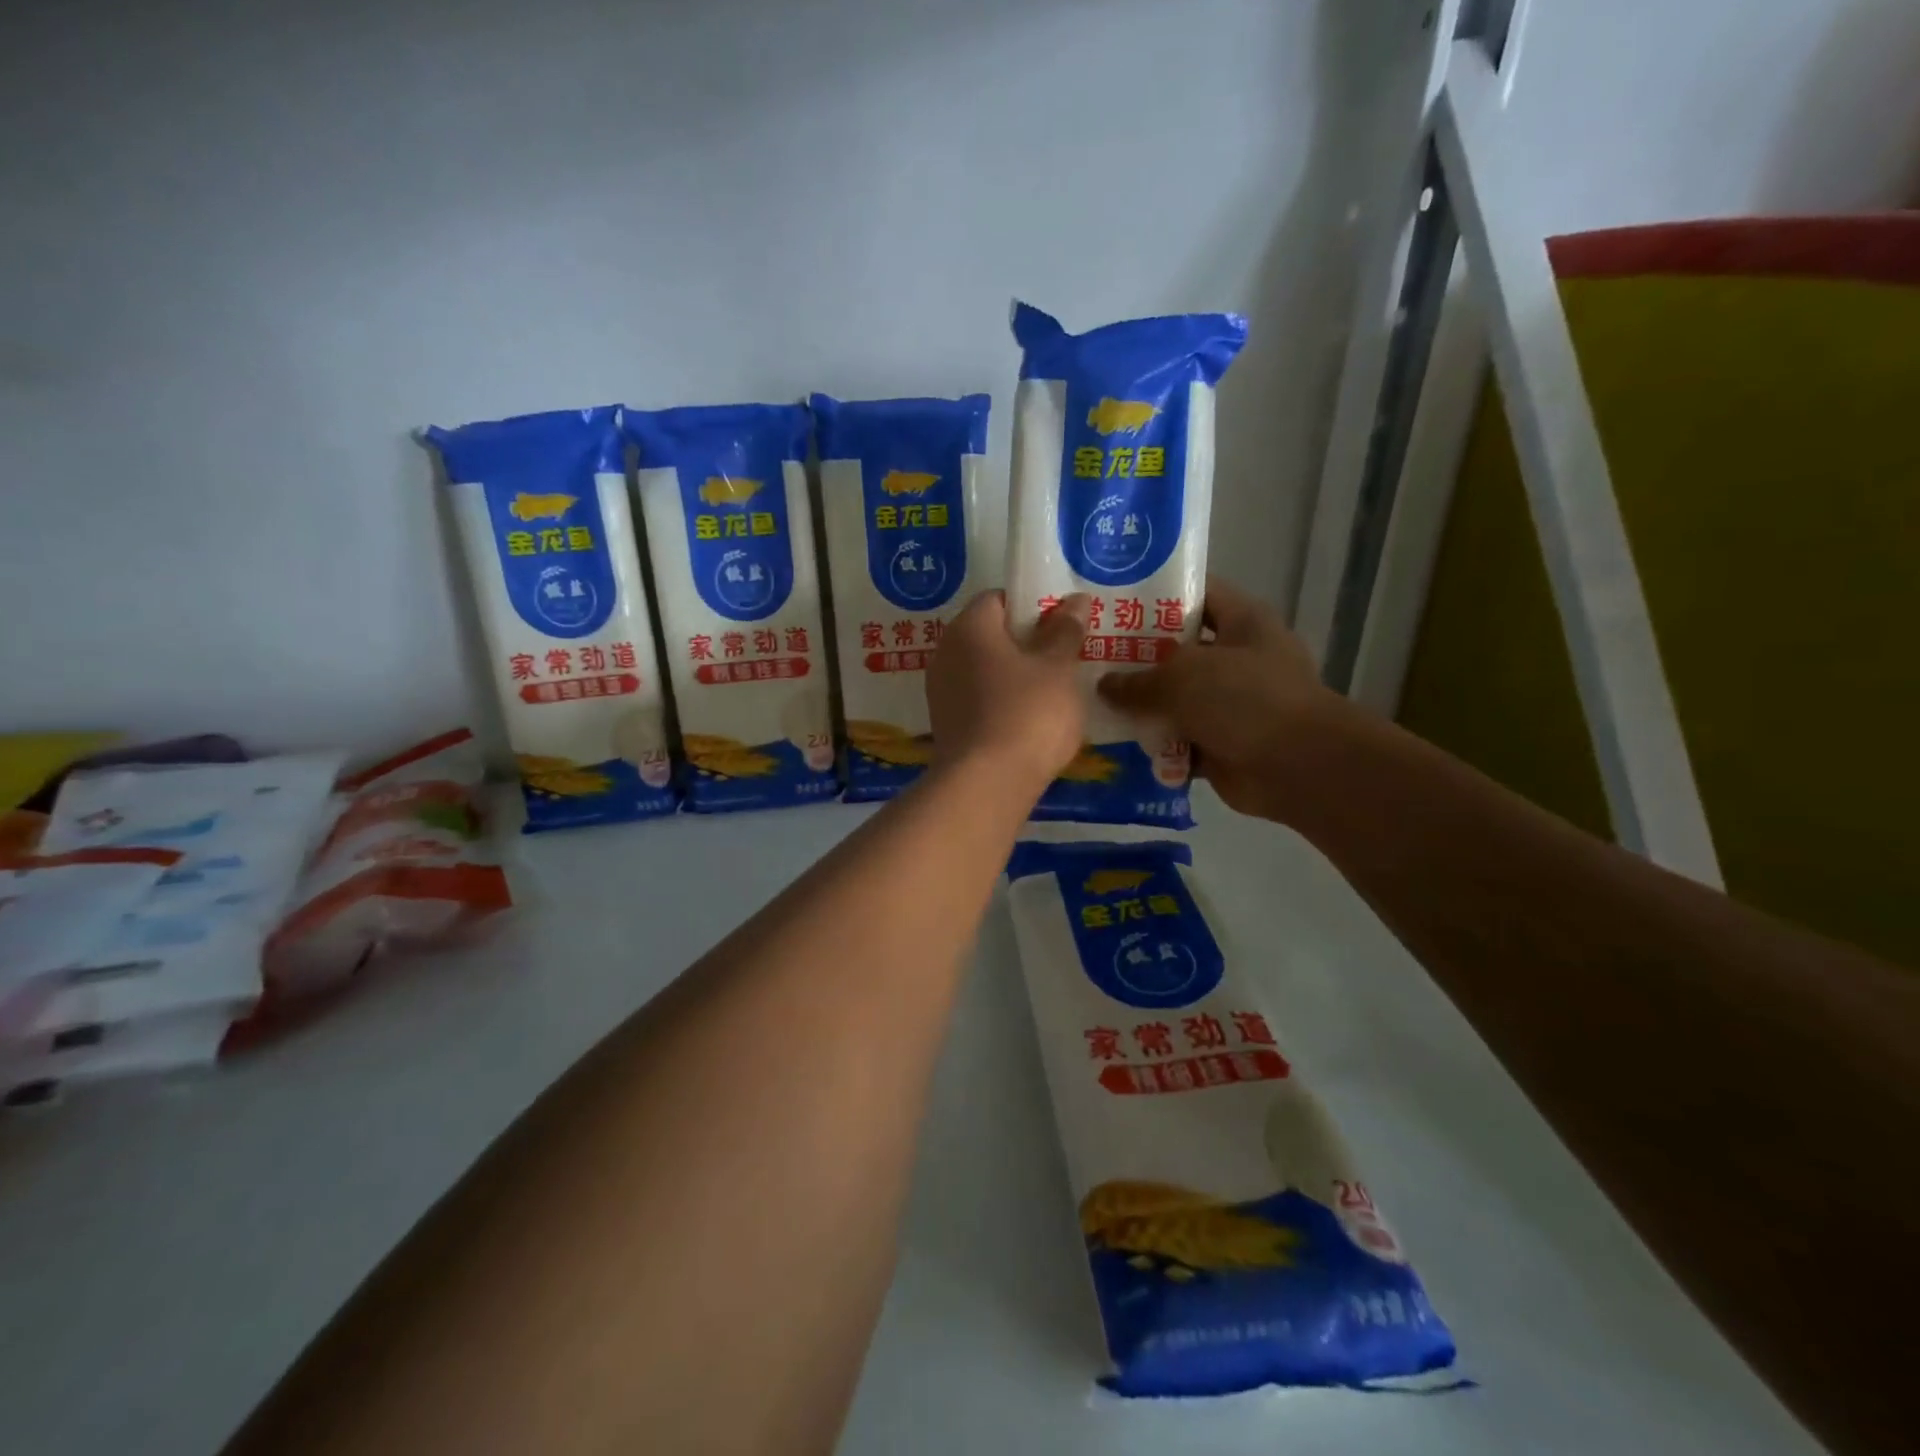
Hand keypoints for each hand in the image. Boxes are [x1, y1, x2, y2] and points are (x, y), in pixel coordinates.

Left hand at [927, 590, 1090, 793]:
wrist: (987, 784)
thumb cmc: (1027, 713)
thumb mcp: (1058, 668)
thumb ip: (1065, 631)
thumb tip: (1073, 601)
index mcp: (968, 627)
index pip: (999, 599)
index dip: (1033, 607)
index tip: (1062, 626)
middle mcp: (945, 653)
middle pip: (990, 636)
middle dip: (1026, 643)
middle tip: (1064, 659)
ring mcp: (941, 692)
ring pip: (985, 671)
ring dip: (1015, 676)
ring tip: (1053, 694)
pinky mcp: (946, 725)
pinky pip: (978, 701)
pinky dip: (1002, 704)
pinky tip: (1029, 722)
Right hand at [1097, 577, 1336, 822]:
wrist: (1296, 768)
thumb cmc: (1244, 700)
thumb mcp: (1182, 677)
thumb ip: (1137, 680)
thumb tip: (1104, 687)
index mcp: (1242, 622)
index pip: (1196, 593)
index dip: (1154, 595)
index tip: (1111, 601)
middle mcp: (1238, 658)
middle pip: (1178, 649)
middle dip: (1136, 655)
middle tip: (1089, 656)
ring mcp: (1231, 703)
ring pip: (1175, 697)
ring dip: (1140, 704)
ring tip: (1091, 701)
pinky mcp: (1221, 742)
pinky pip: (1177, 738)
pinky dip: (1153, 743)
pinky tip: (1112, 741)